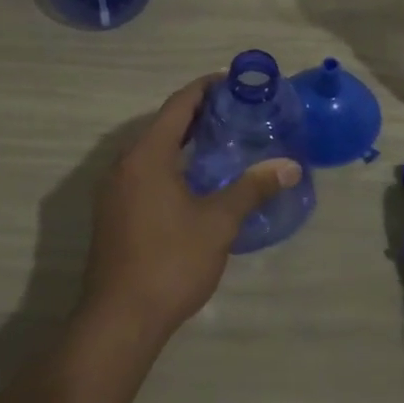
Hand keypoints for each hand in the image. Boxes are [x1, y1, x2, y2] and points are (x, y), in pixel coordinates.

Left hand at [84, 76, 301, 335]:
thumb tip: (290, 166)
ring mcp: (114, 191)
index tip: (234, 82)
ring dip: (183, 141)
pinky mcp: (113, 214)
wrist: (120, 319)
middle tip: (237, 112)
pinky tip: (196, 181)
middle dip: (198, 114)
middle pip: (163, 125)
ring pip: (152, 151)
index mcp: (146, 156)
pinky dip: (171, 164)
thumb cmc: (171, 262)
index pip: (178, 105)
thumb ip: (252, 189)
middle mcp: (124, 165)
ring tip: (222, 142)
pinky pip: (144, 173)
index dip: (205, 88)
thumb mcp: (218, 223)